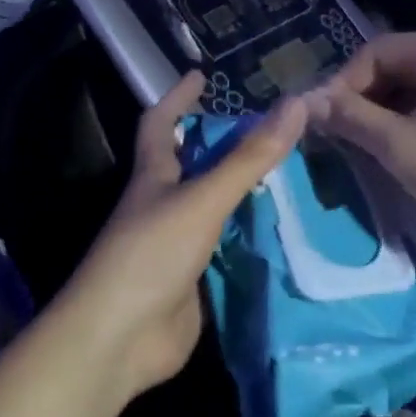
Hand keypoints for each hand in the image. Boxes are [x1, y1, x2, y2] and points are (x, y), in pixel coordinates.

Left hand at [60, 71, 305, 399]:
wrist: (119, 340)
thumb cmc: (151, 255)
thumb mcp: (203, 199)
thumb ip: (250, 158)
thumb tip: (296, 104)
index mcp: (154, 178)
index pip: (161, 125)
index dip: (177, 97)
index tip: (201, 76)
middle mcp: (163, 206)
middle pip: (192, 165)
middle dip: (223, 144)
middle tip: (269, 128)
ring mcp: (177, 245)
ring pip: (214, 207)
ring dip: (243, 190)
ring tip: (290, 172)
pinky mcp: (193, 281)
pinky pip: (227, 247)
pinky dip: (250, 236)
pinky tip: (284, 230)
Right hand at [305, 30, 415, 259]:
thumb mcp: (404, 149)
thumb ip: (353, 119)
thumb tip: (309, 102)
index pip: (375, 52)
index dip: (342, 86)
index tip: (323, 124)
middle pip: (401, 64)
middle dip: (368, 99)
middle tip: (346, 139)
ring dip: (393, 112)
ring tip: (376, 150)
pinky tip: (415, 152)